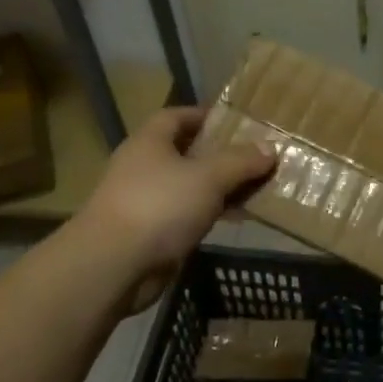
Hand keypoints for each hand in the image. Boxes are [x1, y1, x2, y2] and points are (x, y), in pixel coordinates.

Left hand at [80, 106, 275, 281]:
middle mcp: (144, 166)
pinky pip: (187, 215)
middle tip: (256, 157)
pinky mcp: (150, 233)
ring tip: (257, 187)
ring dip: (220, 187)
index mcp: (150, 142)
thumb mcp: (208, 177)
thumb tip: (270, 148)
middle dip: (220, 154)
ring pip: (189, 186)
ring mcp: (145, 201)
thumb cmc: (160, 205)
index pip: (177, 116)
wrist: (113, 265)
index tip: (237, 122)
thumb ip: (240, 161)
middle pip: (186, 152)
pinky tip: (239, 218)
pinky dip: (211, 214)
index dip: (205, 116)